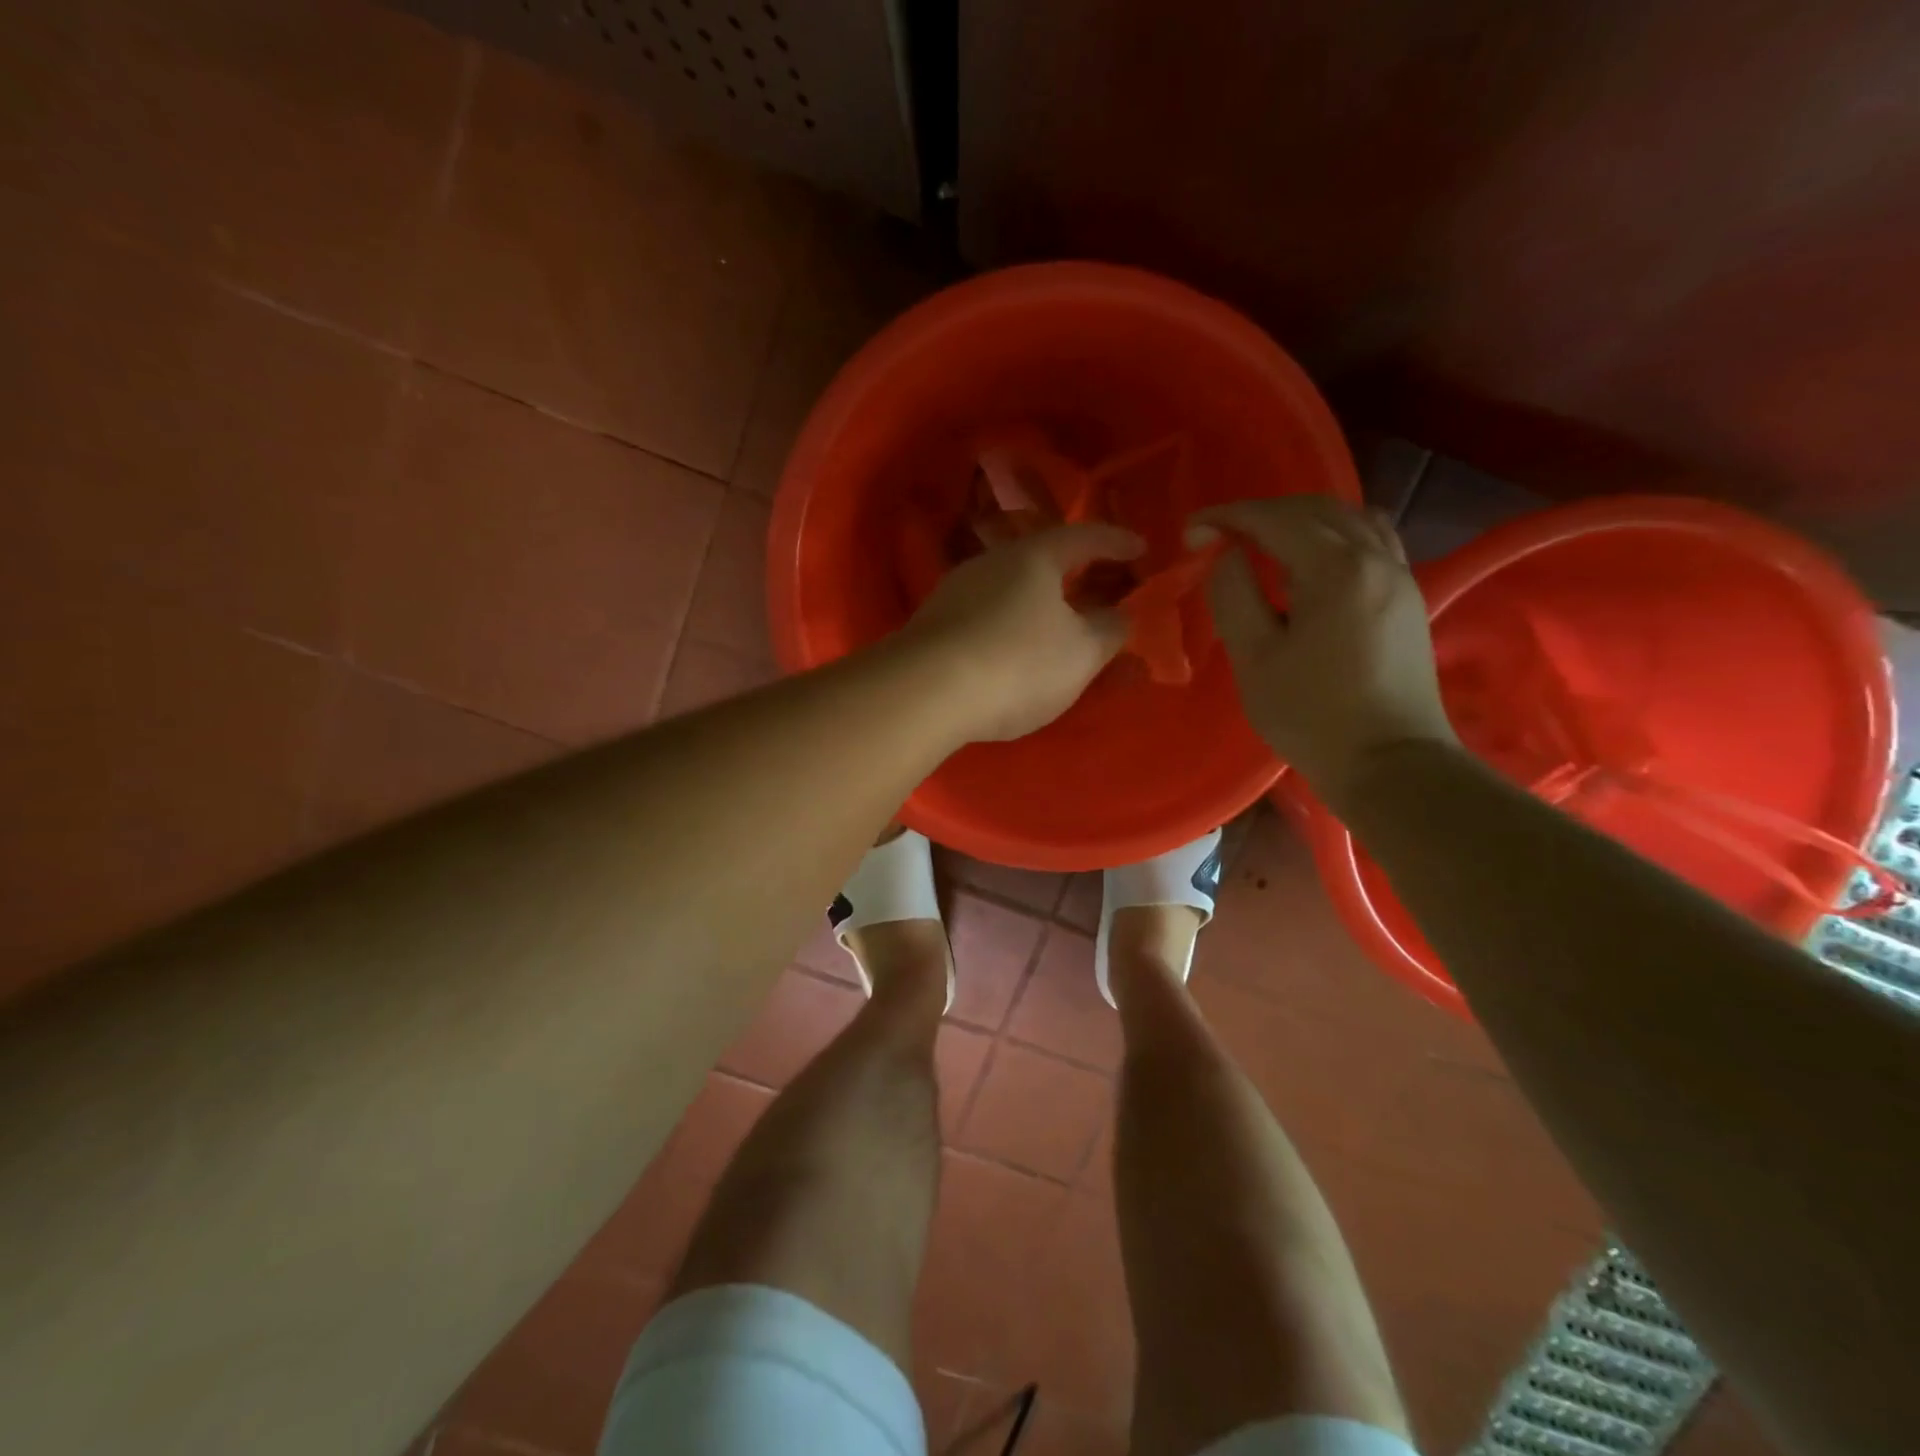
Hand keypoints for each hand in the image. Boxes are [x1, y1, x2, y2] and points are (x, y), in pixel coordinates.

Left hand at [902, 522, 1144, 742]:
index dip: (1118, 543)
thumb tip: (1118, 615)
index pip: (1086, 536)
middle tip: (1105, 590)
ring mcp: (957, 591)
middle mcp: (992, 562)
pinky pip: (988, 615)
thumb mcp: (1082, 653)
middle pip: (1044, 560)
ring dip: (1042, 602)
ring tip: (1062, 625)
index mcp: (1035, 556)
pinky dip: (1013, 624)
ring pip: (1012, 589)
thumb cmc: (1019, 663)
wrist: (926, 692)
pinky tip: (1016, 648)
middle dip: (1078, 574)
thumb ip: (1110, 630)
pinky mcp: (934, 624)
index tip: (1142, 549)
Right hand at [1191, 497, 1456, 810]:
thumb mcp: (1254, 658)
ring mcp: (1400, 575)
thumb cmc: (1311, 715)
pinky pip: (1371, 542)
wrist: (1389, 761)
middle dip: (1262, 513)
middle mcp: (1375, 557)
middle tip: (1220, 535)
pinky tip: (1312, 565)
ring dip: (1301, 520)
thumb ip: (1234, 595)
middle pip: (1315, 510)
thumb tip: (1228, 556)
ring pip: (1349, 520)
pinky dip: (1334, 536)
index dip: (1228, 517)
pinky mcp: (1407, 597)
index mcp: (1336, 569)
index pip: (1275, 519)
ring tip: (1264, 543)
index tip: (1191, 531)